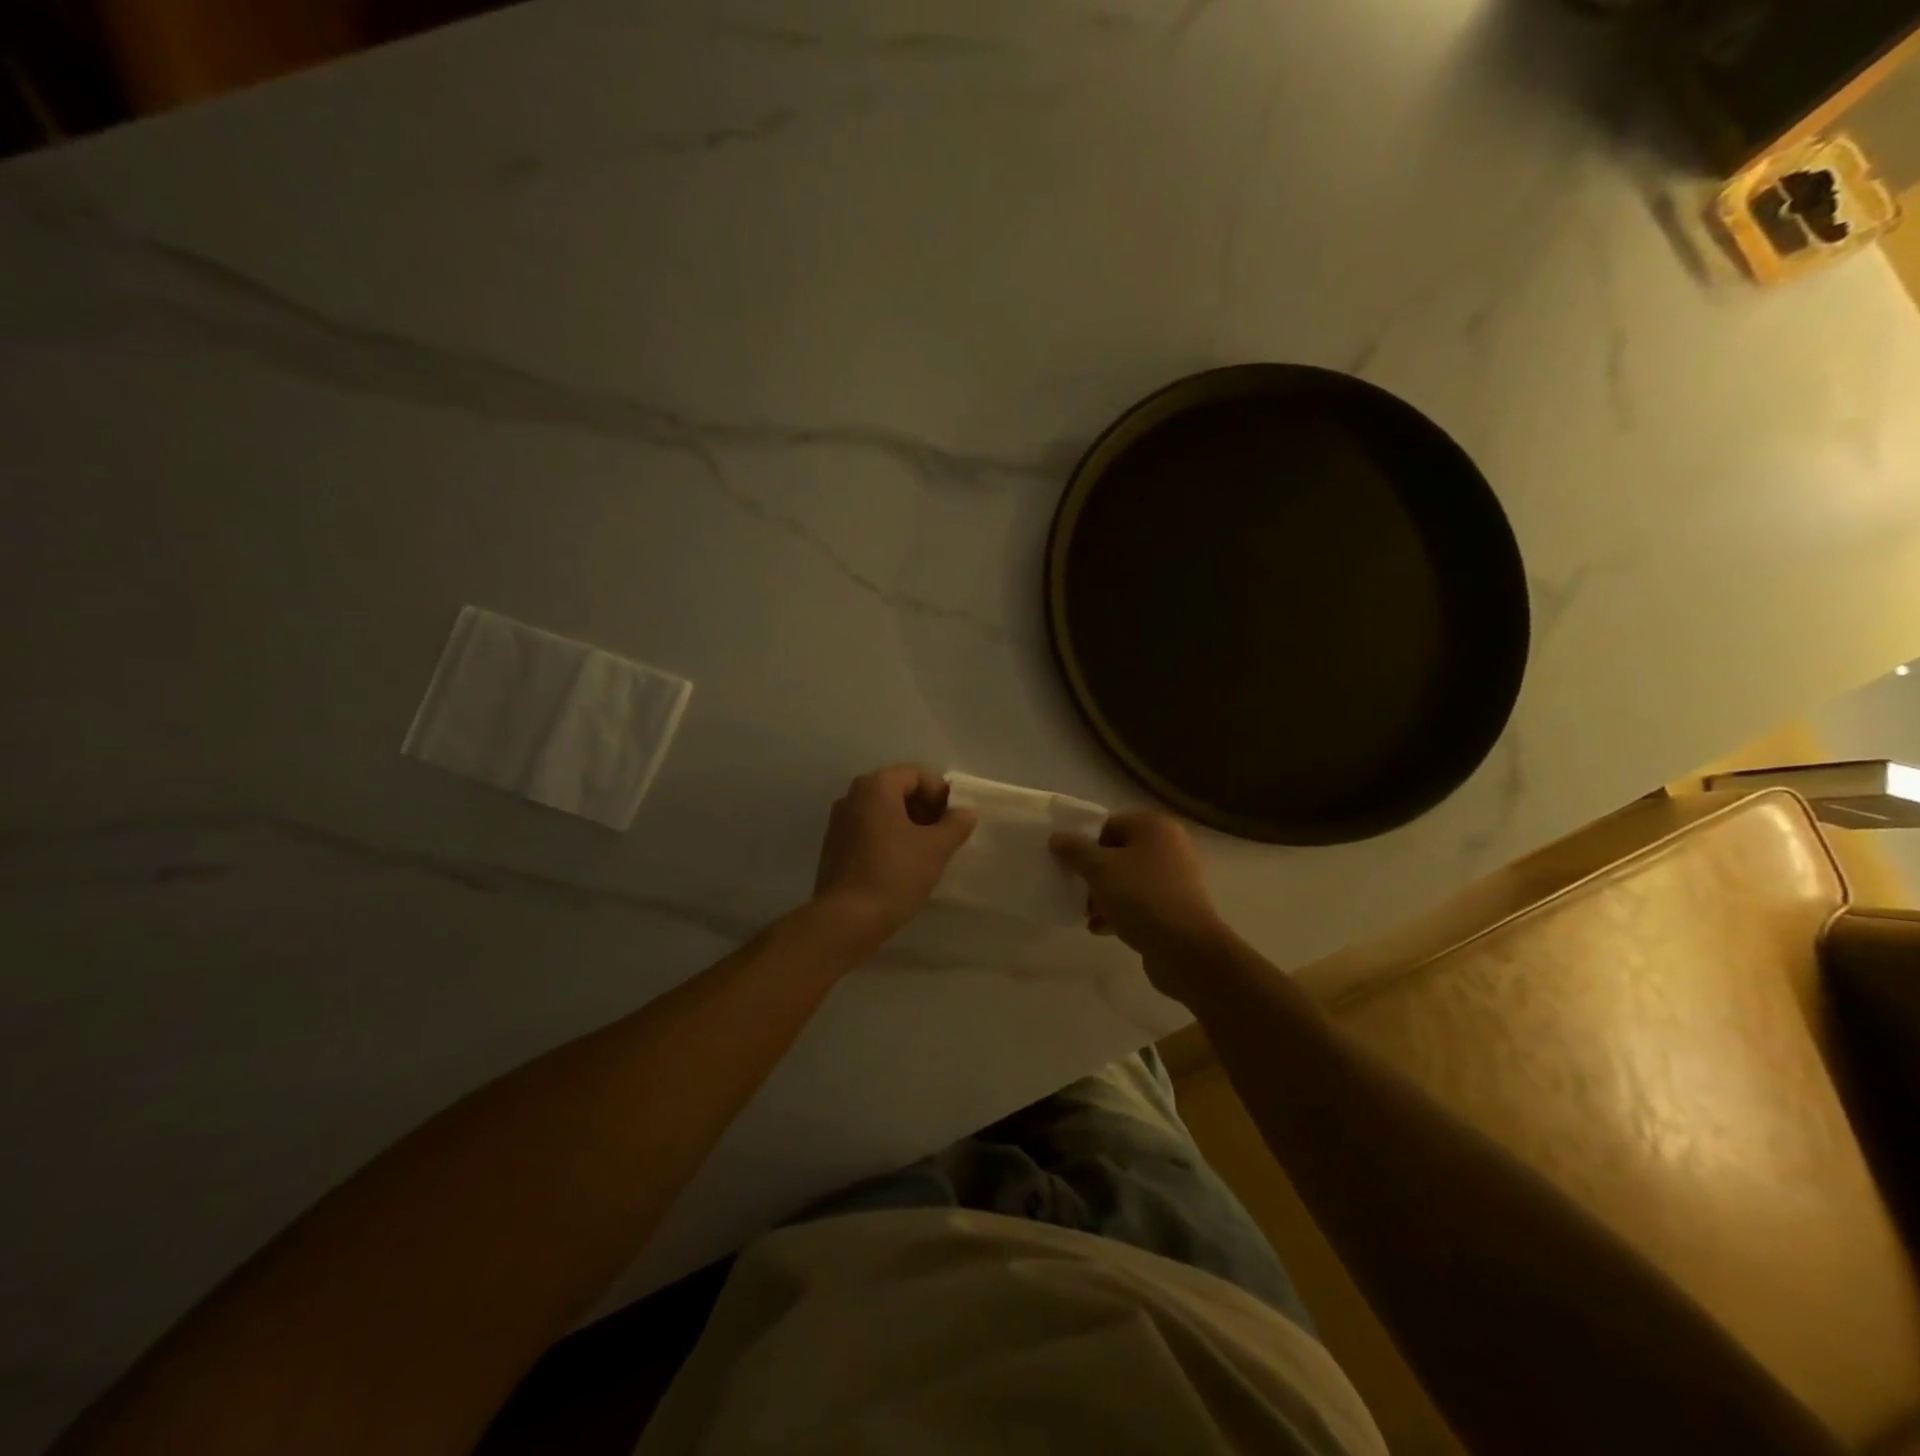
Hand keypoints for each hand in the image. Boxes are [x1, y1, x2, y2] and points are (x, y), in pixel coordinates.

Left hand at [813, 765, 975, 944]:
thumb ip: (955, 824)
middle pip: (897, 790)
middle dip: (924, 808)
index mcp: (876, 787)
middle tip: (944, 835)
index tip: (954, 820)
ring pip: (882, 812)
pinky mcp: (833, 846)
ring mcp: (839, 821)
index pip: (916, 775)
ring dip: (907, 824)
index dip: (940, 794)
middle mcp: (852, 796)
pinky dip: (888, 838)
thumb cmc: (895, 874)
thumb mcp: (936, 849)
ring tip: (926, 852)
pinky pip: (868, 830)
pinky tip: (901, 864)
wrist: (847, 919)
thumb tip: (966, 812)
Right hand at [1050, 812, 1232, 988]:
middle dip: (1093, 875)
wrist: (1186, 949)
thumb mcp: (1099, 869)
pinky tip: (1101, 929)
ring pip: (1127, 880)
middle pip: (1117, 854)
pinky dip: (1120, 912)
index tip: (1069, 866)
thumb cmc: (1141, 897)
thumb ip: (1074, 850)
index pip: (1109, 825)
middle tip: (1076, 892)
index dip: (1085, 844)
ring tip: (1086, 915)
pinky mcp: (1175, 907)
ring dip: (1103, 896)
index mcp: (1154, 827)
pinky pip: (1140, 902)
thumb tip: (1057, 838)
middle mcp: (1169, 846)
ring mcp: (1175, 878)